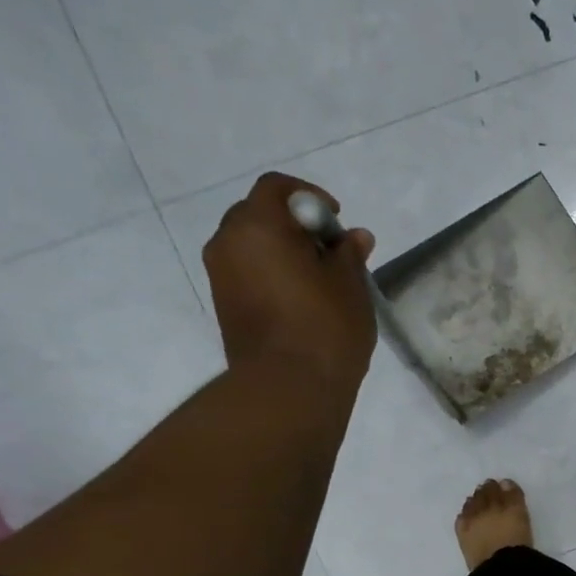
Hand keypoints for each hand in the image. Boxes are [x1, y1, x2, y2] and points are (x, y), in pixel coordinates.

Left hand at [203, 172, 377, 391]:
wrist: (288, 387)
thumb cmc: (325, 328)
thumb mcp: (350, 285)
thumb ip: (348, 254)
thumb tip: (354, 236)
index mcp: (258, 225)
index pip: (277, 188)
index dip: (310, 197)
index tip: (336, 222)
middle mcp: (228, 241)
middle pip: (261, 215)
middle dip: (296, 226)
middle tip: (331, 253)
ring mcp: (221, 274)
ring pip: (254, 247)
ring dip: (284, 253)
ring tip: (320, 281)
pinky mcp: (225, 304)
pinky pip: (249, 273)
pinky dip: (273, 275)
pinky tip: (302, 301)